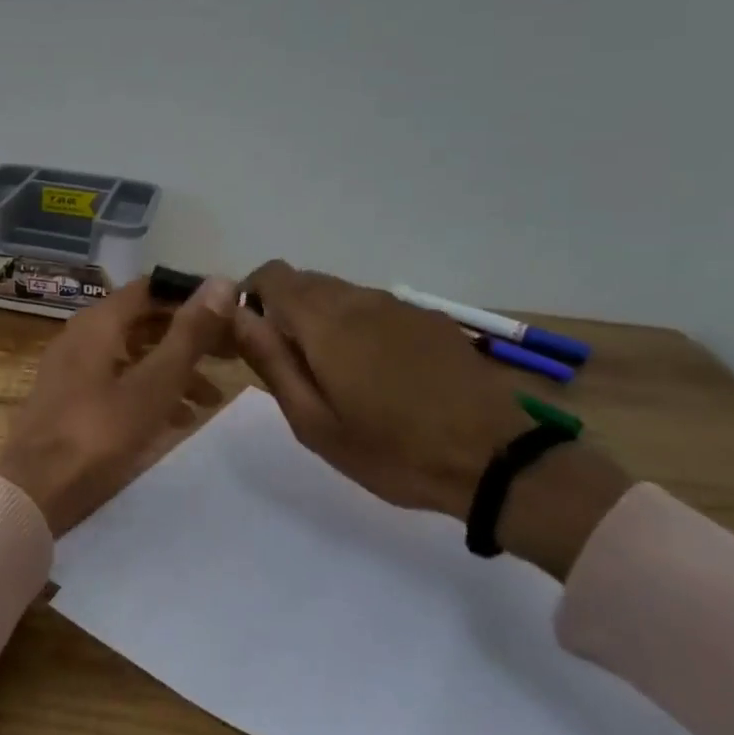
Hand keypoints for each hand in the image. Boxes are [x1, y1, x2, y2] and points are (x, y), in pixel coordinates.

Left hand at [0, 277, 234, 535]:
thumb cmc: (99, 433)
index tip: (228, 314)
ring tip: (212, 398)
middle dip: (188, 337)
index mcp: (98, 322)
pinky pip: (117, 381)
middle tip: (231, 355)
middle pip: (143, 322)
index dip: (191, 297)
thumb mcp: (154, 384)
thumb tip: (222, 282)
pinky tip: (178, 420)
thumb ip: (189, 335)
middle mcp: (82, 335)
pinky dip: (149, 391)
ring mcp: (72, 369)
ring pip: (133, 355)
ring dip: (173, 369)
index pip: (151, 288)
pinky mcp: (70, 400)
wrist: (35, 491)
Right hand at [234, 262, 632, 577]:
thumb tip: (237, 316)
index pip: (271, 275)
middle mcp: (359, 298)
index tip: (253, 340)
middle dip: (284, 312)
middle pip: (304, 282)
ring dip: (322, 320)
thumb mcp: (313, 421)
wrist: (496, 459)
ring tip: (337, 376)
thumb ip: (270, 361)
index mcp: (324, 319)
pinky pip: (375, 308)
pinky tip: (379, 374)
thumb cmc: (391, 449)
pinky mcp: (429, 319)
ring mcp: (398, 305)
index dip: (252, 299)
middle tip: (292, 367)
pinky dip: (358, 327)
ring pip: (340, 294)